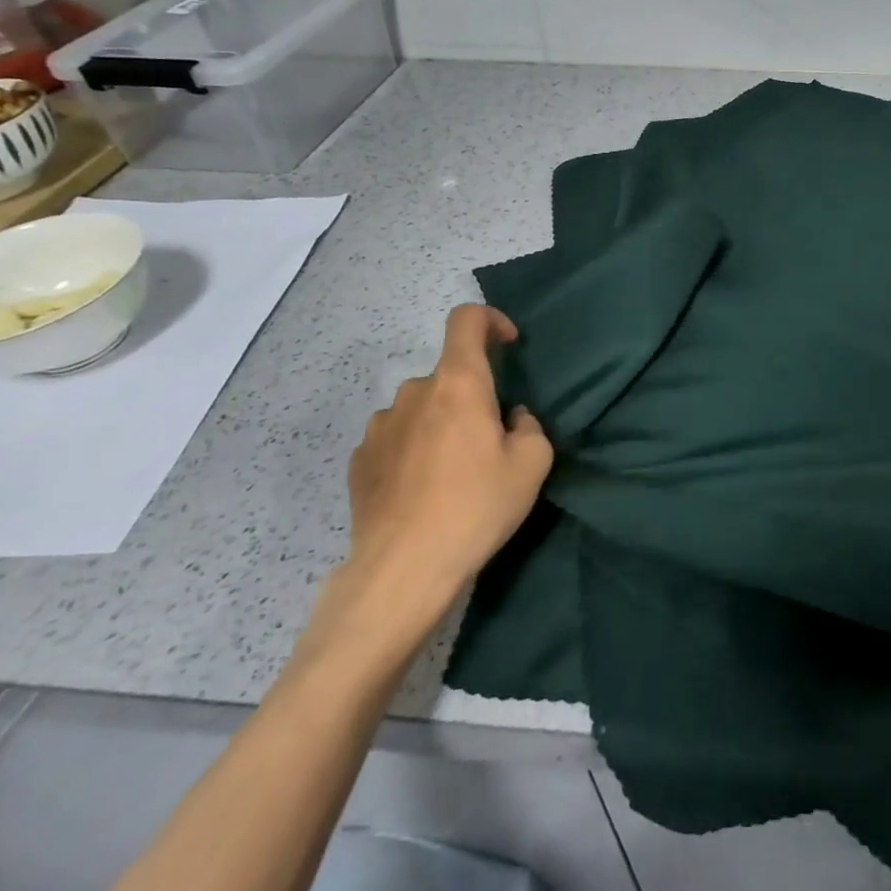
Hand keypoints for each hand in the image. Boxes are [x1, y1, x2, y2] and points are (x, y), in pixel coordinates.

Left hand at [336, 305, 552, 637]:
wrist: (402, 570)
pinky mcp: (358, 461)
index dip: (490, 320)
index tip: (508, 345)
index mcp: (458, 383)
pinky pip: (394, 439)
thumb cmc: (476, 506)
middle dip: (470, 395)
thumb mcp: (532, 464)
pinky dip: (411, 449)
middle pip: (448, 374)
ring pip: (420, 408)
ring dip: (438, 423)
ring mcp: (379, 427)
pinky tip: (420, 490)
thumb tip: (510, 419)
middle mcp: (414, 393)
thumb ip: (529, 426)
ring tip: (451, 471)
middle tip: (488, 441)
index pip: (466, 320)